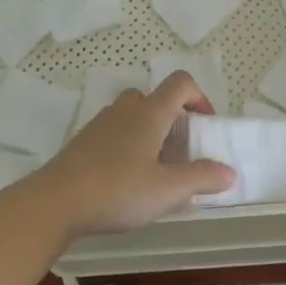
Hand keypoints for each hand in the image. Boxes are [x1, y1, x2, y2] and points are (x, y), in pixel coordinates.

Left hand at [15, 74, 234, 239]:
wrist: (55, 202)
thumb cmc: (117, 190)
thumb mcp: (166, 191)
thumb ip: (200, 179)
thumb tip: (230, 172)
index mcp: (150, 113)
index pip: (180, 83)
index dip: (199, 97)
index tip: (205, 125)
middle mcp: (126, 109)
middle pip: (155, 96)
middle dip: (171, 116)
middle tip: (179, 149)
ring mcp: (100, 123)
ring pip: (132, 113)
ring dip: (148, 129)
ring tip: (153, 164)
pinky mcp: (83, 140)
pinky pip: (113, 130)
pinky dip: (126, 142)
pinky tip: (124, 176)